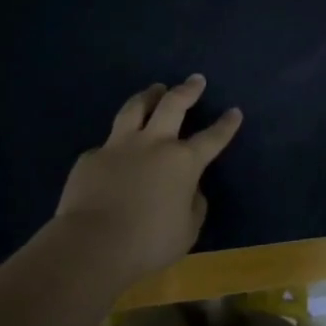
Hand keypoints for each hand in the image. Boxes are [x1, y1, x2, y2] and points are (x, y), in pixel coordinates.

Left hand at [52, 75, 241, 284]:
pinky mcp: (90, 158)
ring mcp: (119, 146)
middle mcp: (153, 144)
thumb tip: (190, 190)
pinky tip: (112, 153)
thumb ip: (193, 205)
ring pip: (135, 109)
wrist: (92, 245)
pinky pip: (105, 146)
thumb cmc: (148, 243)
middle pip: (173, 105)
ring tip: (154, 89)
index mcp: (183, 161)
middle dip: (187, 90)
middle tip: (195, 80)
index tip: (234, 111)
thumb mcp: (187, 230)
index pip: (212, 138)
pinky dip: (114, 146)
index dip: (226, 125)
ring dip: (148, 96)